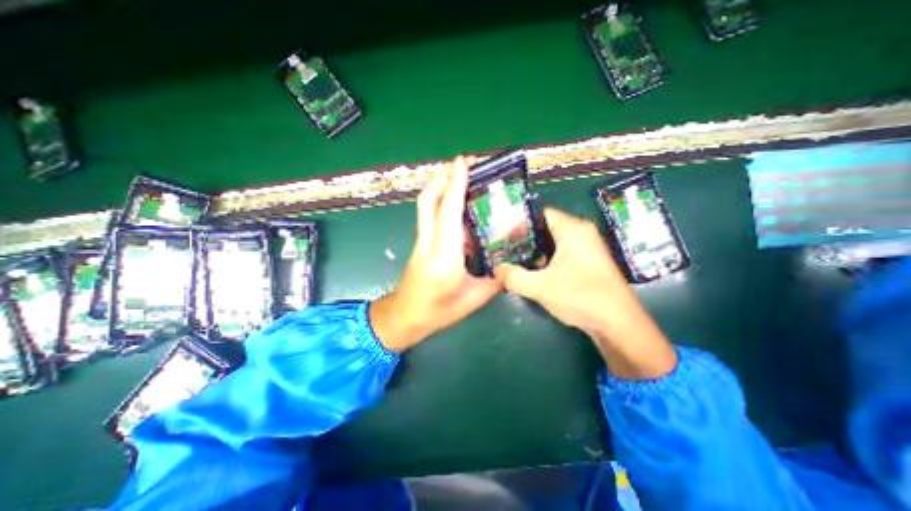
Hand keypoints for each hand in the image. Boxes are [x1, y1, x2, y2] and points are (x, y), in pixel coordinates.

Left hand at [366, 157, 500, 352]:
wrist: (404, 318)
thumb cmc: (438, 313)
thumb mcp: (474, 299)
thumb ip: (495, 279)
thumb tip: (511, 262)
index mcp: (444, 258)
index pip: (449, 213)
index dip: (456, 185)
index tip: (464, 162)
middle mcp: (428, 244)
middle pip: (428, 201)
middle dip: (444, 178)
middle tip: (465, 166)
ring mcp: (420, 242)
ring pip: (425, 206)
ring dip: (440, 187)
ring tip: (461, 179)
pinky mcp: (419, 243)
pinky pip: (428, 215)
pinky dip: (439, 202)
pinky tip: (457, 206)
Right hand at [491, 208, 674, 378]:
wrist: (618, 324)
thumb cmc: (581, 297)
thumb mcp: (541, 287)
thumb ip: (513, 276)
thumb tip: (495, 269)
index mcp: (573, 229)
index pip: (540, 213)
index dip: (519, 221)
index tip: (500, 232)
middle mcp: (580, 233)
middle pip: (544, 228)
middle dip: (522, 239)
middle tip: (501, 247)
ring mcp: (584, 248)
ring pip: (550, 242)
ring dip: (532, 251)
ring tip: (509, 258)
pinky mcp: (585, 262)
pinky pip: (558, 254)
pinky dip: (543, 260)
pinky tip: (529, 271)